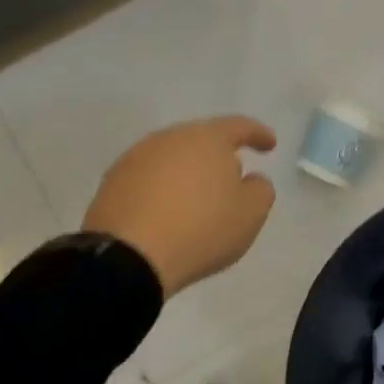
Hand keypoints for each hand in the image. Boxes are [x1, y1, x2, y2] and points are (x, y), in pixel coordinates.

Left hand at [82, 116, 277, 297]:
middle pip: (202, 139)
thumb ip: (260, 190)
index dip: (258, 134)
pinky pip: (150, 179)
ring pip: (173, 158)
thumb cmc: (201, 229)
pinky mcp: (113, 182)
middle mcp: (170, 138)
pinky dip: (165, 189)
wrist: (128, 257)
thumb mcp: (251, 214)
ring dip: (190, 173)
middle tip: (234, 177)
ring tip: (199, 198)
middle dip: (220, 155)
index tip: (270, 145)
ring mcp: (136, 158)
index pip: (239, 126)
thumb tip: (250, 179)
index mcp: (207, 138)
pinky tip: (169, 211)